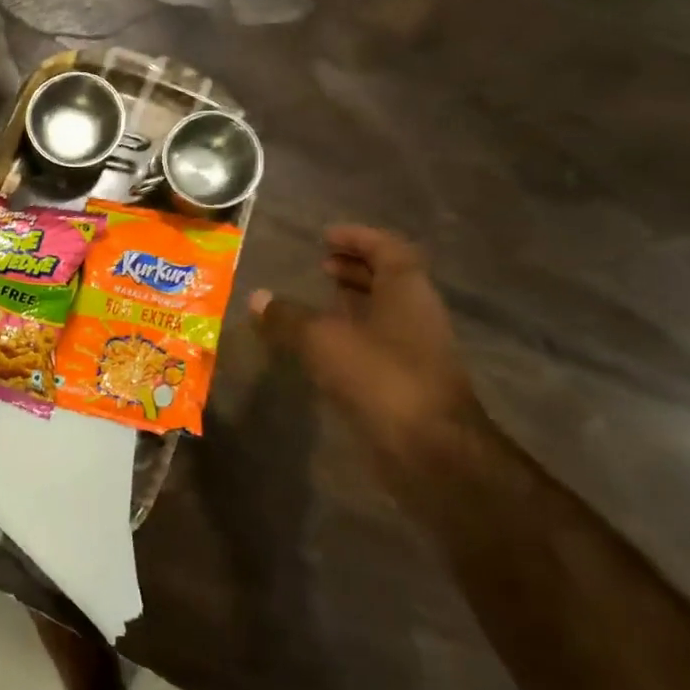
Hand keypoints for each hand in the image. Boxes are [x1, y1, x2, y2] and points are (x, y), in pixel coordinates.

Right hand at [251, 225, 475, 463]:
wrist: (432, 452)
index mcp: (407, 292)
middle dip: (355, 269)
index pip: (388, 249)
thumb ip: (288, 317)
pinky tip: (324, 346)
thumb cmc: (381, 378)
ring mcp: (418, 351)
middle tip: (321, 265)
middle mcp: (418, 315)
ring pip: (385, 314)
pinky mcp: (409, 384)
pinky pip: (378, 344)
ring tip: (318, 300)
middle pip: (389, 280)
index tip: (326, 236)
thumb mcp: (323, 340)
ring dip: (354, 302)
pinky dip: (352, 335)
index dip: (359, 238)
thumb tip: (257, 298)